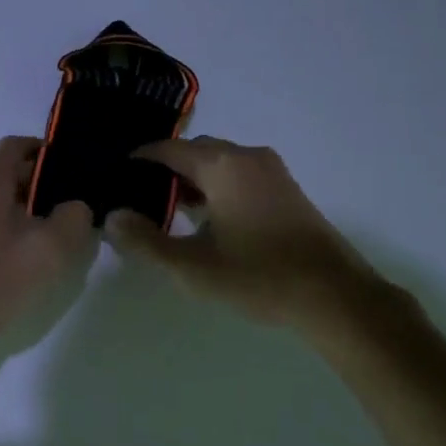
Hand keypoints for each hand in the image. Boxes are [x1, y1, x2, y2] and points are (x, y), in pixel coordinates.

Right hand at [104, 137, 395, 328]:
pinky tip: (205, 219)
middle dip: (165, 169)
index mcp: (222, 166)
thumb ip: (145, 241)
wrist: (333, 295)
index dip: (139, 159)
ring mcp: (272, 172)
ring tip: (166, 210)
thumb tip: (111, 217)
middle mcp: (247, 157)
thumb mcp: (192, 266)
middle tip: (138, 196)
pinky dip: (216, 187)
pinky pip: (239, 175)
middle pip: (195, 151)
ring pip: (219, 163)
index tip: (116, 175)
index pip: (168, 149)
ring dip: (192, 180)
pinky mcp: (286, 190)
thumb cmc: (257, 276)